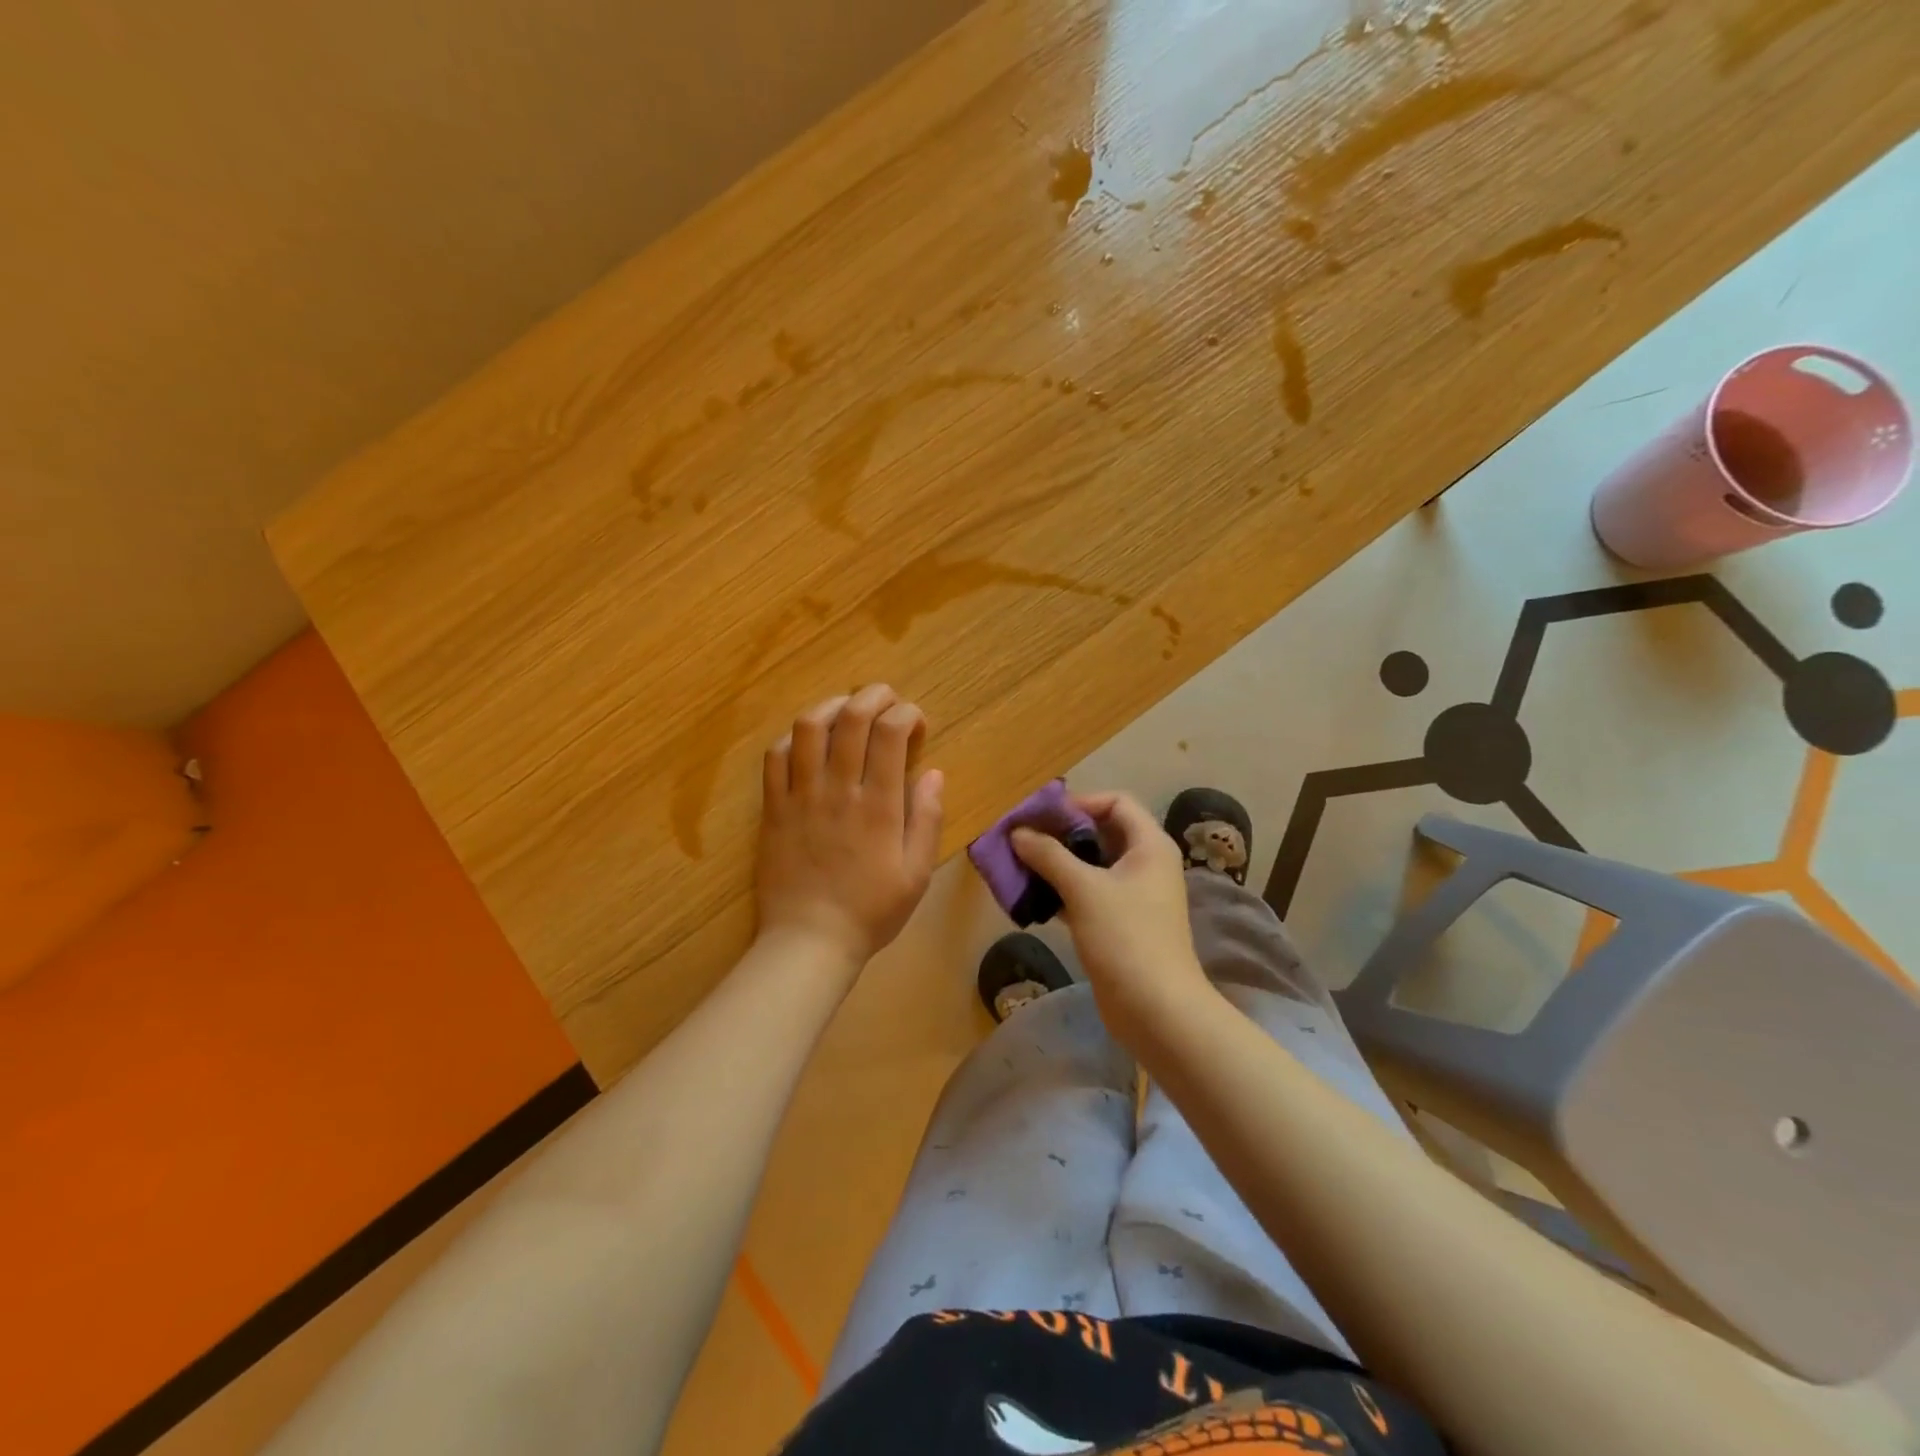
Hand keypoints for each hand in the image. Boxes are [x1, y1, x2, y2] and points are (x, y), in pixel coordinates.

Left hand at [754, 685, 943, 978]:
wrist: (809, 941)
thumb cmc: (871, 911)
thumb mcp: (917, 874)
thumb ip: (927, 819)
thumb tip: (934, 772)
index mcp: (879, 805)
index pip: (890, 733)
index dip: (907, 714)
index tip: (916, 722)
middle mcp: (838, 789)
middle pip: (851, 717)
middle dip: (874, 695)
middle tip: (887, 699)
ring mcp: (800, 795)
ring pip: (808, 727)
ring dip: (831, 706)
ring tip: (846, 709)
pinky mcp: (772, 807)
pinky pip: (775, 757)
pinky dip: (793, 738)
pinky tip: (808, 742)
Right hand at [1011, 791, 1212, 1045]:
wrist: (1156, 1009)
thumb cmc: (1126, 937)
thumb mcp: (1083, 889)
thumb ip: (1048, 855)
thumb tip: (1017, 832)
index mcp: (1149, 845)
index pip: (1116, 802)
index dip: (1080, 803)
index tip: (1042, 816)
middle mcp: (1146, 863)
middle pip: (1101, 832)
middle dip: (1061, 834)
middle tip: (1023, 839)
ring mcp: (1134, 896)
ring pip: (1092, 865)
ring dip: (1058, 864)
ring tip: (1021, 866)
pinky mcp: (1121, 923)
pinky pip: (1089, 894)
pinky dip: (1063, 891)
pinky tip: (1033, 898)